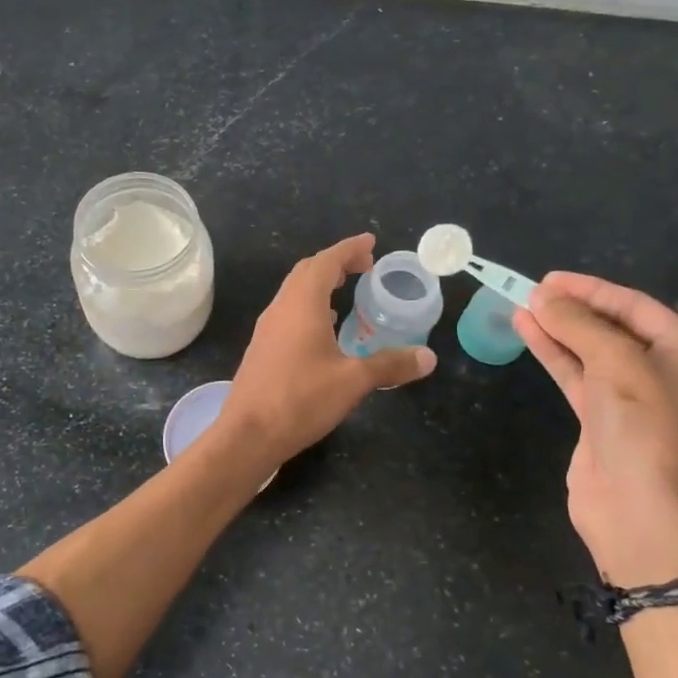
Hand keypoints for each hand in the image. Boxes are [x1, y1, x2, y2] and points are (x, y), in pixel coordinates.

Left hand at [219, 233, 435, 466]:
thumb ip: (390, 365)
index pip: (326, 261)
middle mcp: (280, 308)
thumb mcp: (353, 381)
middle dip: (335, 263)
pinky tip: (323, 328)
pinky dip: (309, 307)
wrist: (248, 434)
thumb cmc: (301, 400)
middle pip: (307, 272)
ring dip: (319, 285)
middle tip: (363, 266)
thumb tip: (429, 357)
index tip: (370, 243)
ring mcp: (267, 329)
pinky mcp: (262, 349)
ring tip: (346, 291)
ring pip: (294, 293)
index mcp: (302, 304)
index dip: (349, 249)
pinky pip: (288, 313)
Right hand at [514, 272, 677, 587]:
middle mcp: (666, 371)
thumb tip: (541, 297)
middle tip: (532, 291)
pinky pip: (577, 375)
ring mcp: (632, 397)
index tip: (550, 279)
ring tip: (521, 306)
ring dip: (557, 329)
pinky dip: (554, 354)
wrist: (638, 510)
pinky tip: (527, 333)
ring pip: (590, 351)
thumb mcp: (616, 365)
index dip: (592, 290)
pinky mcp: (602, 419)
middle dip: (573, 309)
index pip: (636, 307)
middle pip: (613, 327)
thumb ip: (579, 326)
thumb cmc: (644, 429)